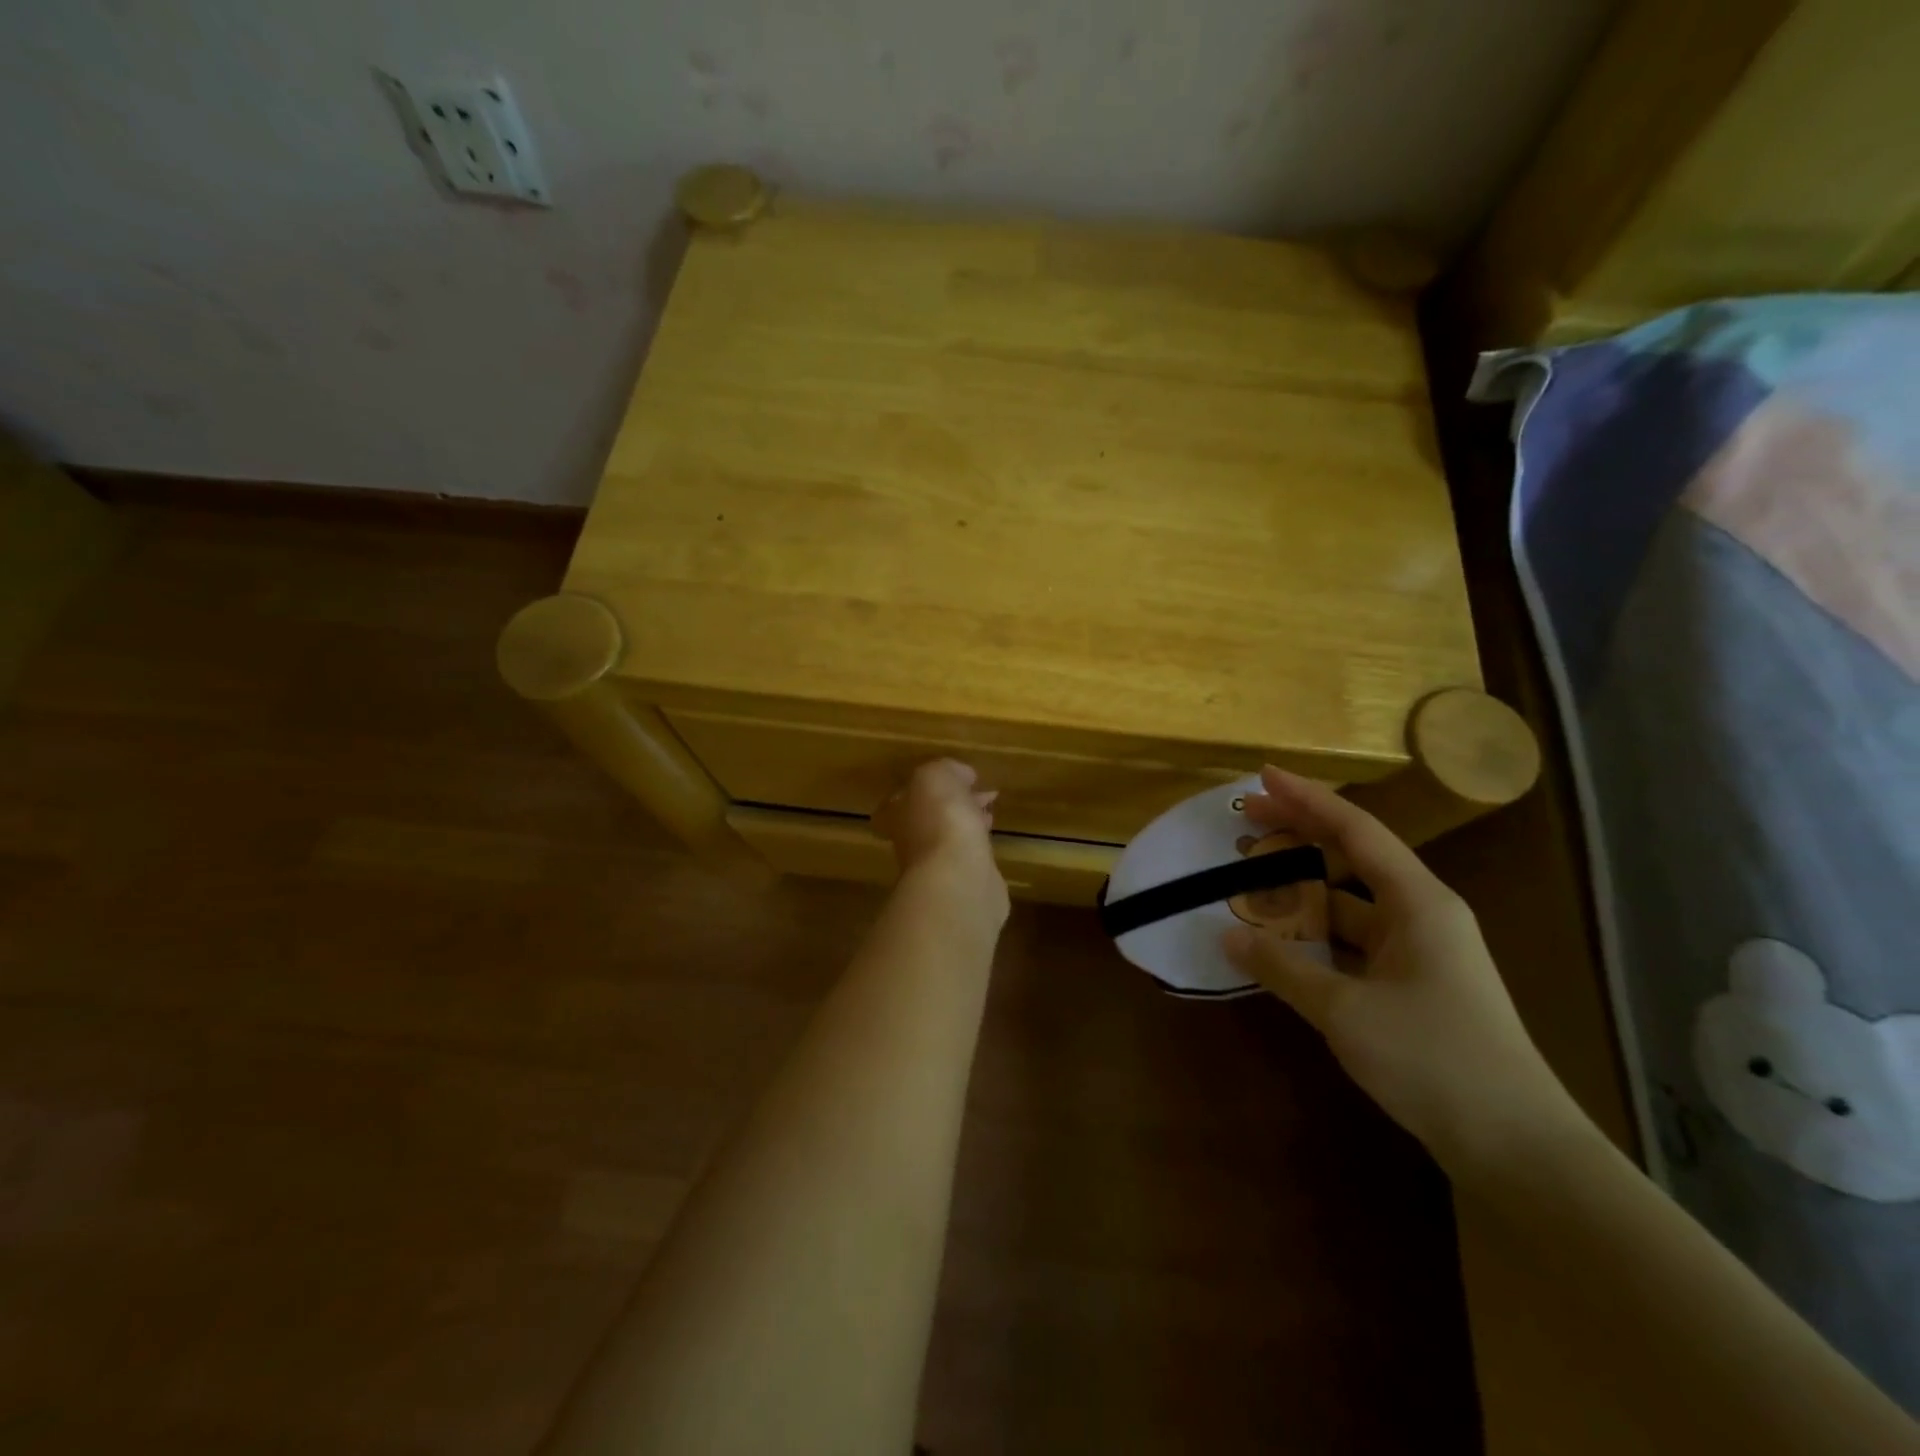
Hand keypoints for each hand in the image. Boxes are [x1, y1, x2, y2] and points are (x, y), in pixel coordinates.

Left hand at [873, 760, 1007, 919]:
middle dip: (955, 801)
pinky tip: (992, 836)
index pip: (906, 795)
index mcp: (897, 813)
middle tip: (981, 790)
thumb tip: (962, 776)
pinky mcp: (960, 881)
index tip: (960, 777)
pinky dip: (979, 842)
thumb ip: (945, 770)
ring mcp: (935, 864)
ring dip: (970, 820)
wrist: (959, 878)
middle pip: (931, 814)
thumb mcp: (937, 777)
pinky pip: (968, 854)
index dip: (932, 785)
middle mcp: (910, 839)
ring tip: (991, 808)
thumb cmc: (941, 820)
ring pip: (952, 834)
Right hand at [1223, 767, 1586, 1174]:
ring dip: (1303, 888)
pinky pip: (1354, 940)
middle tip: (1245, 819)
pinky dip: (1316, 933)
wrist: (1517, 1146)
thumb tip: (1227, 935)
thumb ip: (1283, 968)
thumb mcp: (1347, 1011)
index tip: (1263, 776)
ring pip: (1350, 902)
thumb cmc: (1435, 1060)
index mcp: (1418, 902)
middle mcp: (1421, 914)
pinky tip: (1281, 939)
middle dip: (1299, 834)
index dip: (1308, 799)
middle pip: (1352, 857)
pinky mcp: (1413, 984)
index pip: (1356, 831)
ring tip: (1251, 878)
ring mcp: (1419, 951)